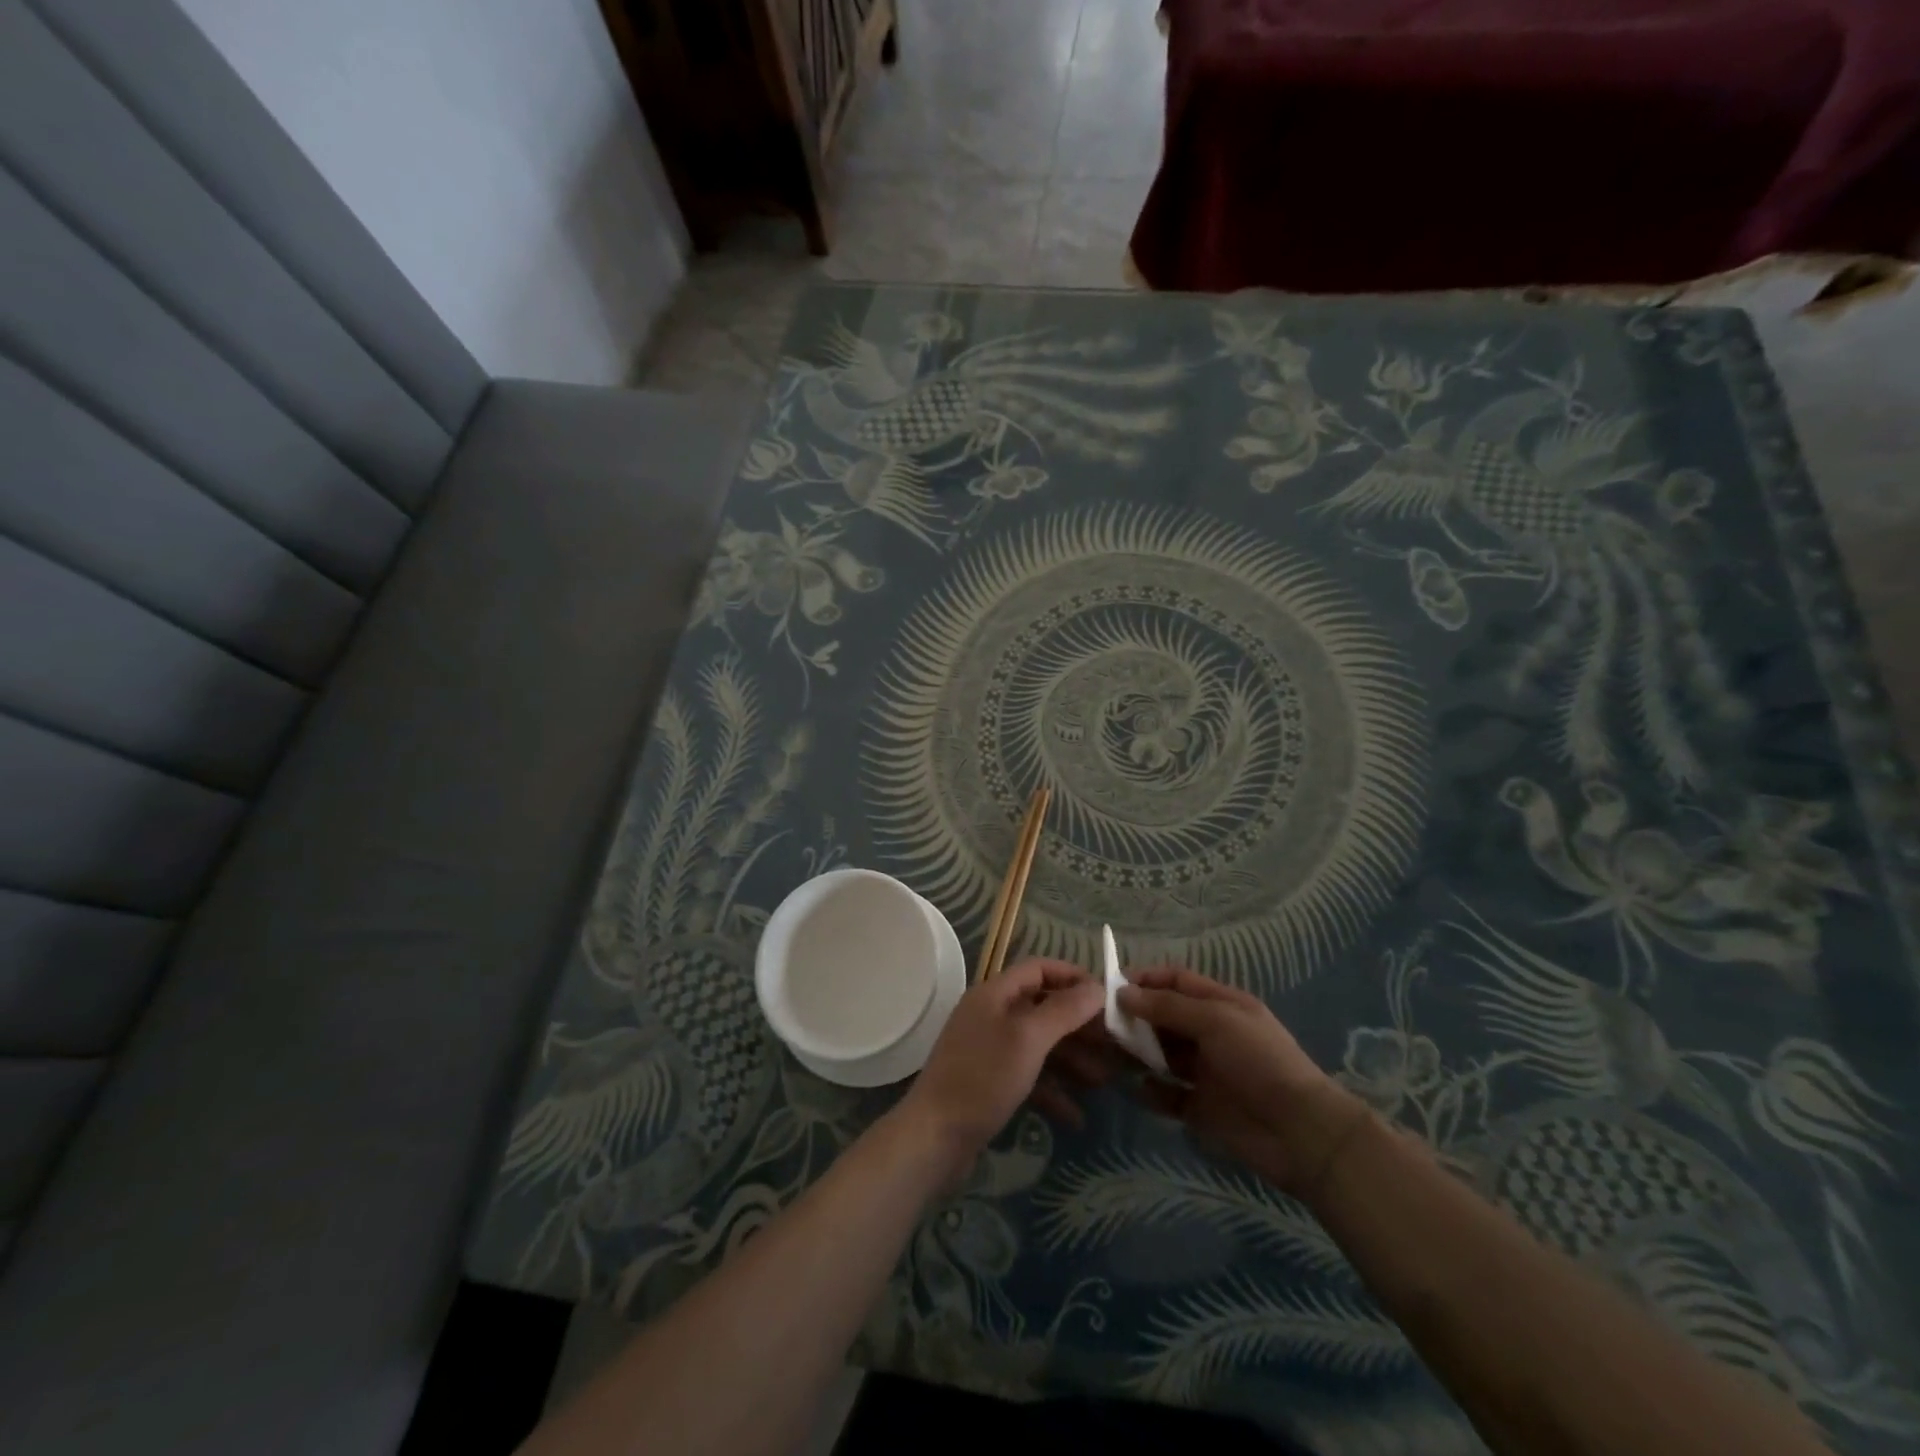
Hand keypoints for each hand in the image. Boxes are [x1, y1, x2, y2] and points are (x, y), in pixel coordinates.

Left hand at [899, 958, 1103, 1184]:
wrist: (934, 1137)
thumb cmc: (983, 1078)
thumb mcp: (1028, 1039)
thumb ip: (1064, 1010)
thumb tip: (1097, 986)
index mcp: (994, 993)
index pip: (1038, 969)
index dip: (1072, 977)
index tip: (1106, 996)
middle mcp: (990, 1015)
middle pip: (1042, 1008)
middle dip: (1079, 1025)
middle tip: (1114, 1043)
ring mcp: (988, 1050)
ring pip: (1039, 1044)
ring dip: (1071, 1059)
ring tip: (1104, 1081)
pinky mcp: (989, 1083)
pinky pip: (1028, 1076)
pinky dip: (1052, 1090)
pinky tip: (1076, 1115)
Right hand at [1118, 967, 1369, 1196]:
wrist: (1299, 1131)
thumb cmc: (1258, 1061)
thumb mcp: (1214, 1020)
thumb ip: (1167, 1006)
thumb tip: (1122, 992)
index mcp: (1220, 1005)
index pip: (1176, 981)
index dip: (1146, 980)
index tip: (1111, 986)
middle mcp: (1210, 1034)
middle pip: (1165, 1017)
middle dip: (1136, 1017)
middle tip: (1104, 1024)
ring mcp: (1205, 1072)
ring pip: (1162, 1054)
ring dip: (1139, 1052)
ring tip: (1112, 1055)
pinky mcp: (1201, 1108)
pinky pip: (1168, 1095)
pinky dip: (1152, 1092)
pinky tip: (1139, 1089)